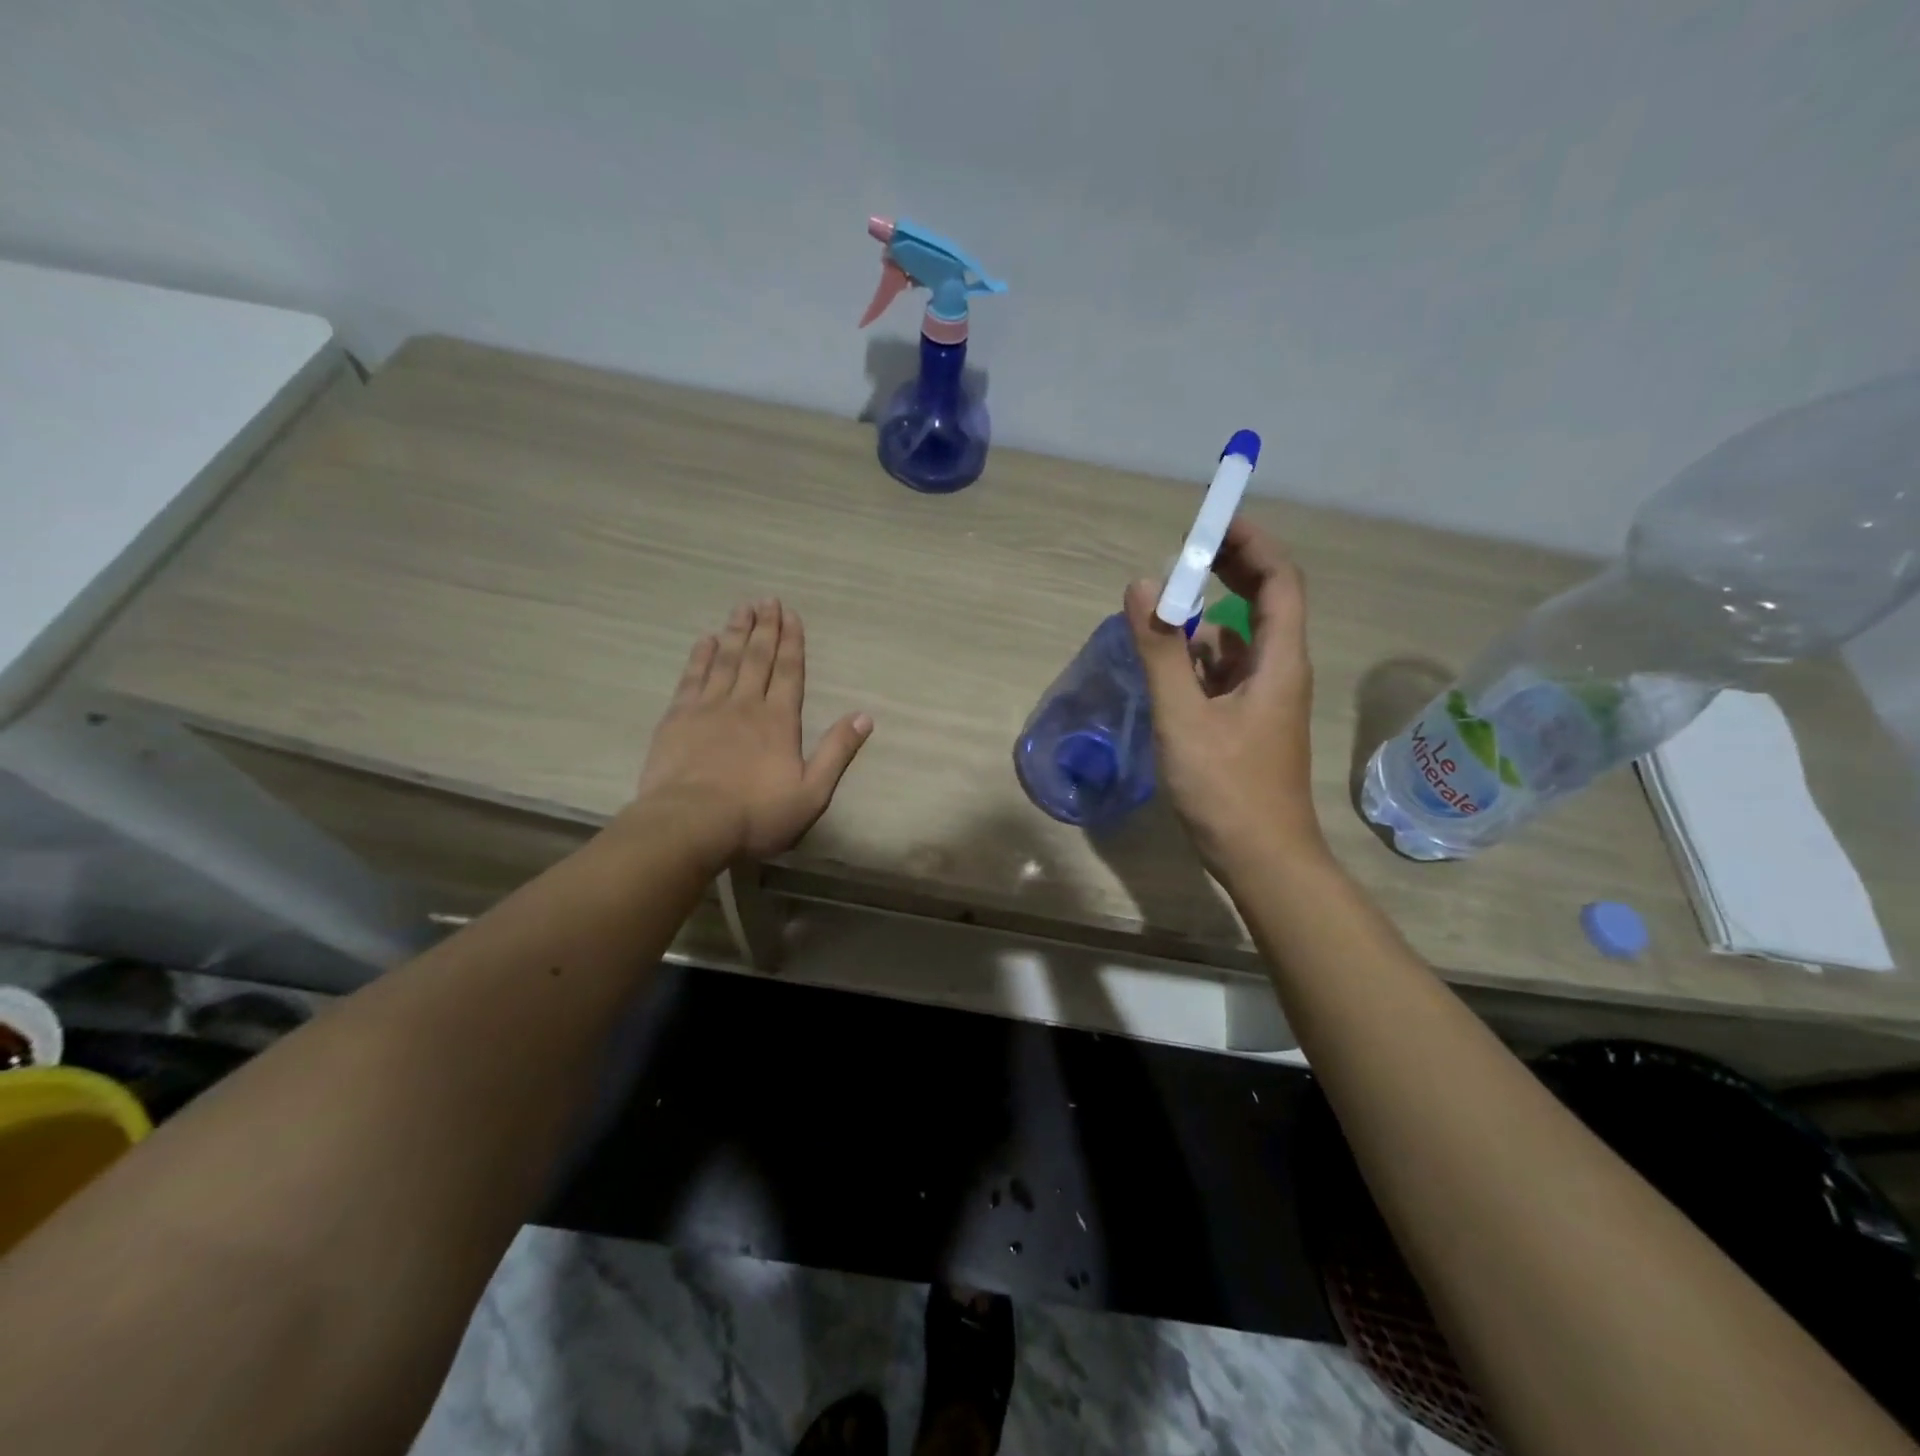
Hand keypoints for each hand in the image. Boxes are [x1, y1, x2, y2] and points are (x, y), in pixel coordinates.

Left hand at [631, 599, 871, 864]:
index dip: (792, 642)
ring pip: (725, 660)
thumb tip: (865, 716)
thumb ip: (837, 752)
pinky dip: (700, 656)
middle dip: (765, 628)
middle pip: (757, 658)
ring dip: (735, 633)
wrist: (690, 825)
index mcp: (779, 721)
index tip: (791, 615)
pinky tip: (706, 640)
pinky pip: (692, 678)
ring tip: (741, 608)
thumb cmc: (756, 815)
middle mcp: (745, 704)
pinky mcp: (677, 719)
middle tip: (767, 600)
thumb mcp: (812, 793)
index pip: (788, 672)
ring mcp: (708, 708)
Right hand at [1124, 519, 1324, 876]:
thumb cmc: (1227, 790)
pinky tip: (1170, 666)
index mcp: (1278, 662)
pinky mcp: (1249, 724)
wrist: (1263, 860)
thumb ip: (1161, 652)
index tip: (1214, 521)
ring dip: (1209, 617)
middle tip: (1188, 550)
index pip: (1280, 582)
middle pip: (1267, 603)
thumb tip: (1140, 587)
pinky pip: (1227, 674)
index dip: (1252, 544)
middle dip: (1232, 570)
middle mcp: (1280, 672)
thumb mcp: (1184, 718)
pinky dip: (1201, 658)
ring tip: (1165, 609)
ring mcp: (1266, 700)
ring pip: (1241, 641)